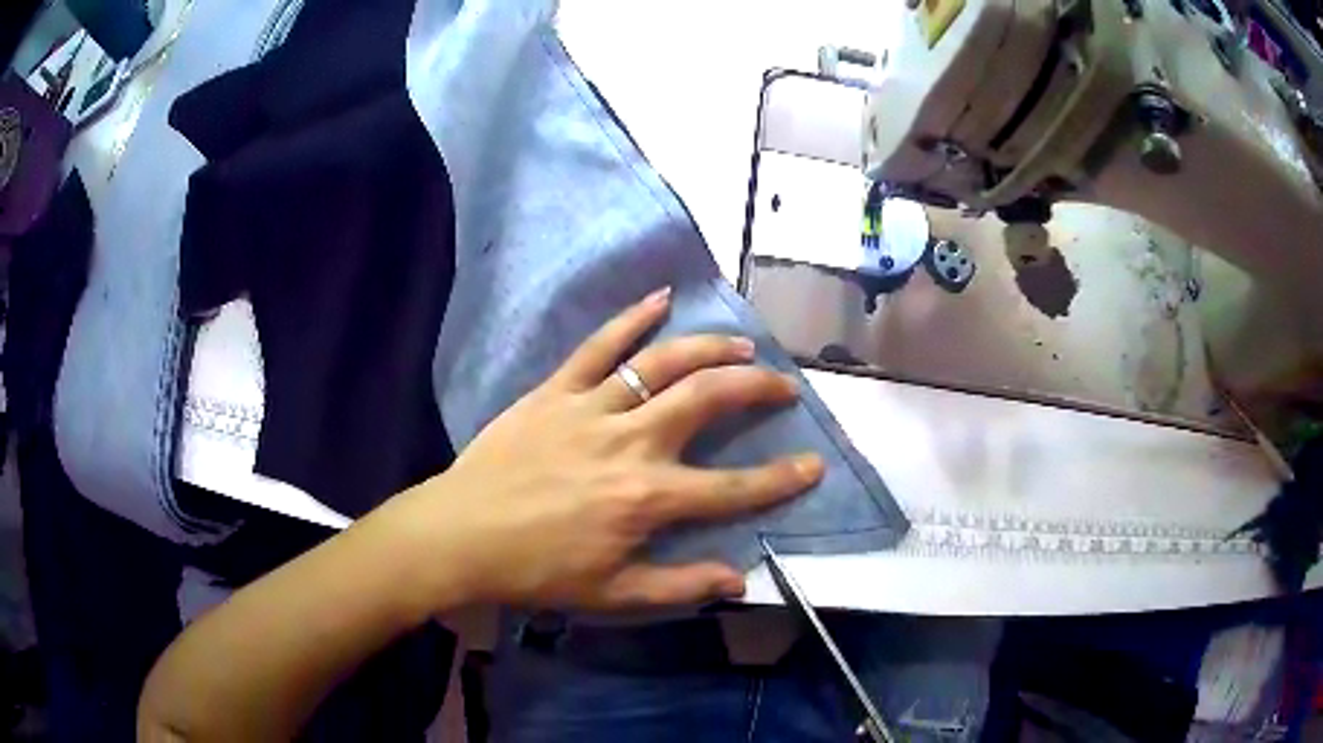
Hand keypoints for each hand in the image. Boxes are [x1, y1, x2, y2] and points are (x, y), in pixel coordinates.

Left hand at [392, 287, 823, 611]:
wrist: (463, 535)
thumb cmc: (539, 570)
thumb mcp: (615, 594)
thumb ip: (681, 586)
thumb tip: (740, 580)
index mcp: (648, 497)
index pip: (733, 488)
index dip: (781, 479)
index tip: (813, 465)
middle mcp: (631, 442)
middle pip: (707, 400)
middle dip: (756, 388)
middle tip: (783, 383)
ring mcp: (592, 408)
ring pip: (663, 364)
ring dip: (709, 349)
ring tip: (742, 346)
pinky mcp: (556, 390)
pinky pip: (598, 346)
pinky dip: (631, 319)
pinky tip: (662, 298)